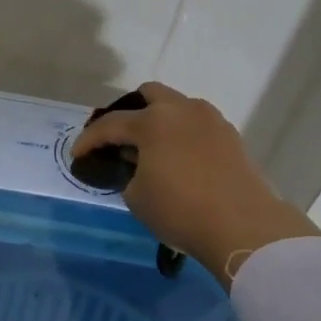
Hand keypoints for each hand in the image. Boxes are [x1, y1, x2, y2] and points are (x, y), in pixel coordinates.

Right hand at [71, 82, 318, 285]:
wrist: (243, 226)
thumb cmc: (180, 210)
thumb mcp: (137, 196)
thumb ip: (129, 171)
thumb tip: (136, 163)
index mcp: (153, 121)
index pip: (110, 124)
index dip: (89, 140)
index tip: (77, 155)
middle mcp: (182, 110)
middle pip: (149, 94)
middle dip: (129, 112)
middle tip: (119, 139)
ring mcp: (211, 120)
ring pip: (177, 106)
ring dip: (159, 120)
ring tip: (150, 148)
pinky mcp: (230, 136)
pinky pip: (197, 124)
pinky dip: (181, 134)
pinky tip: (177, 158)